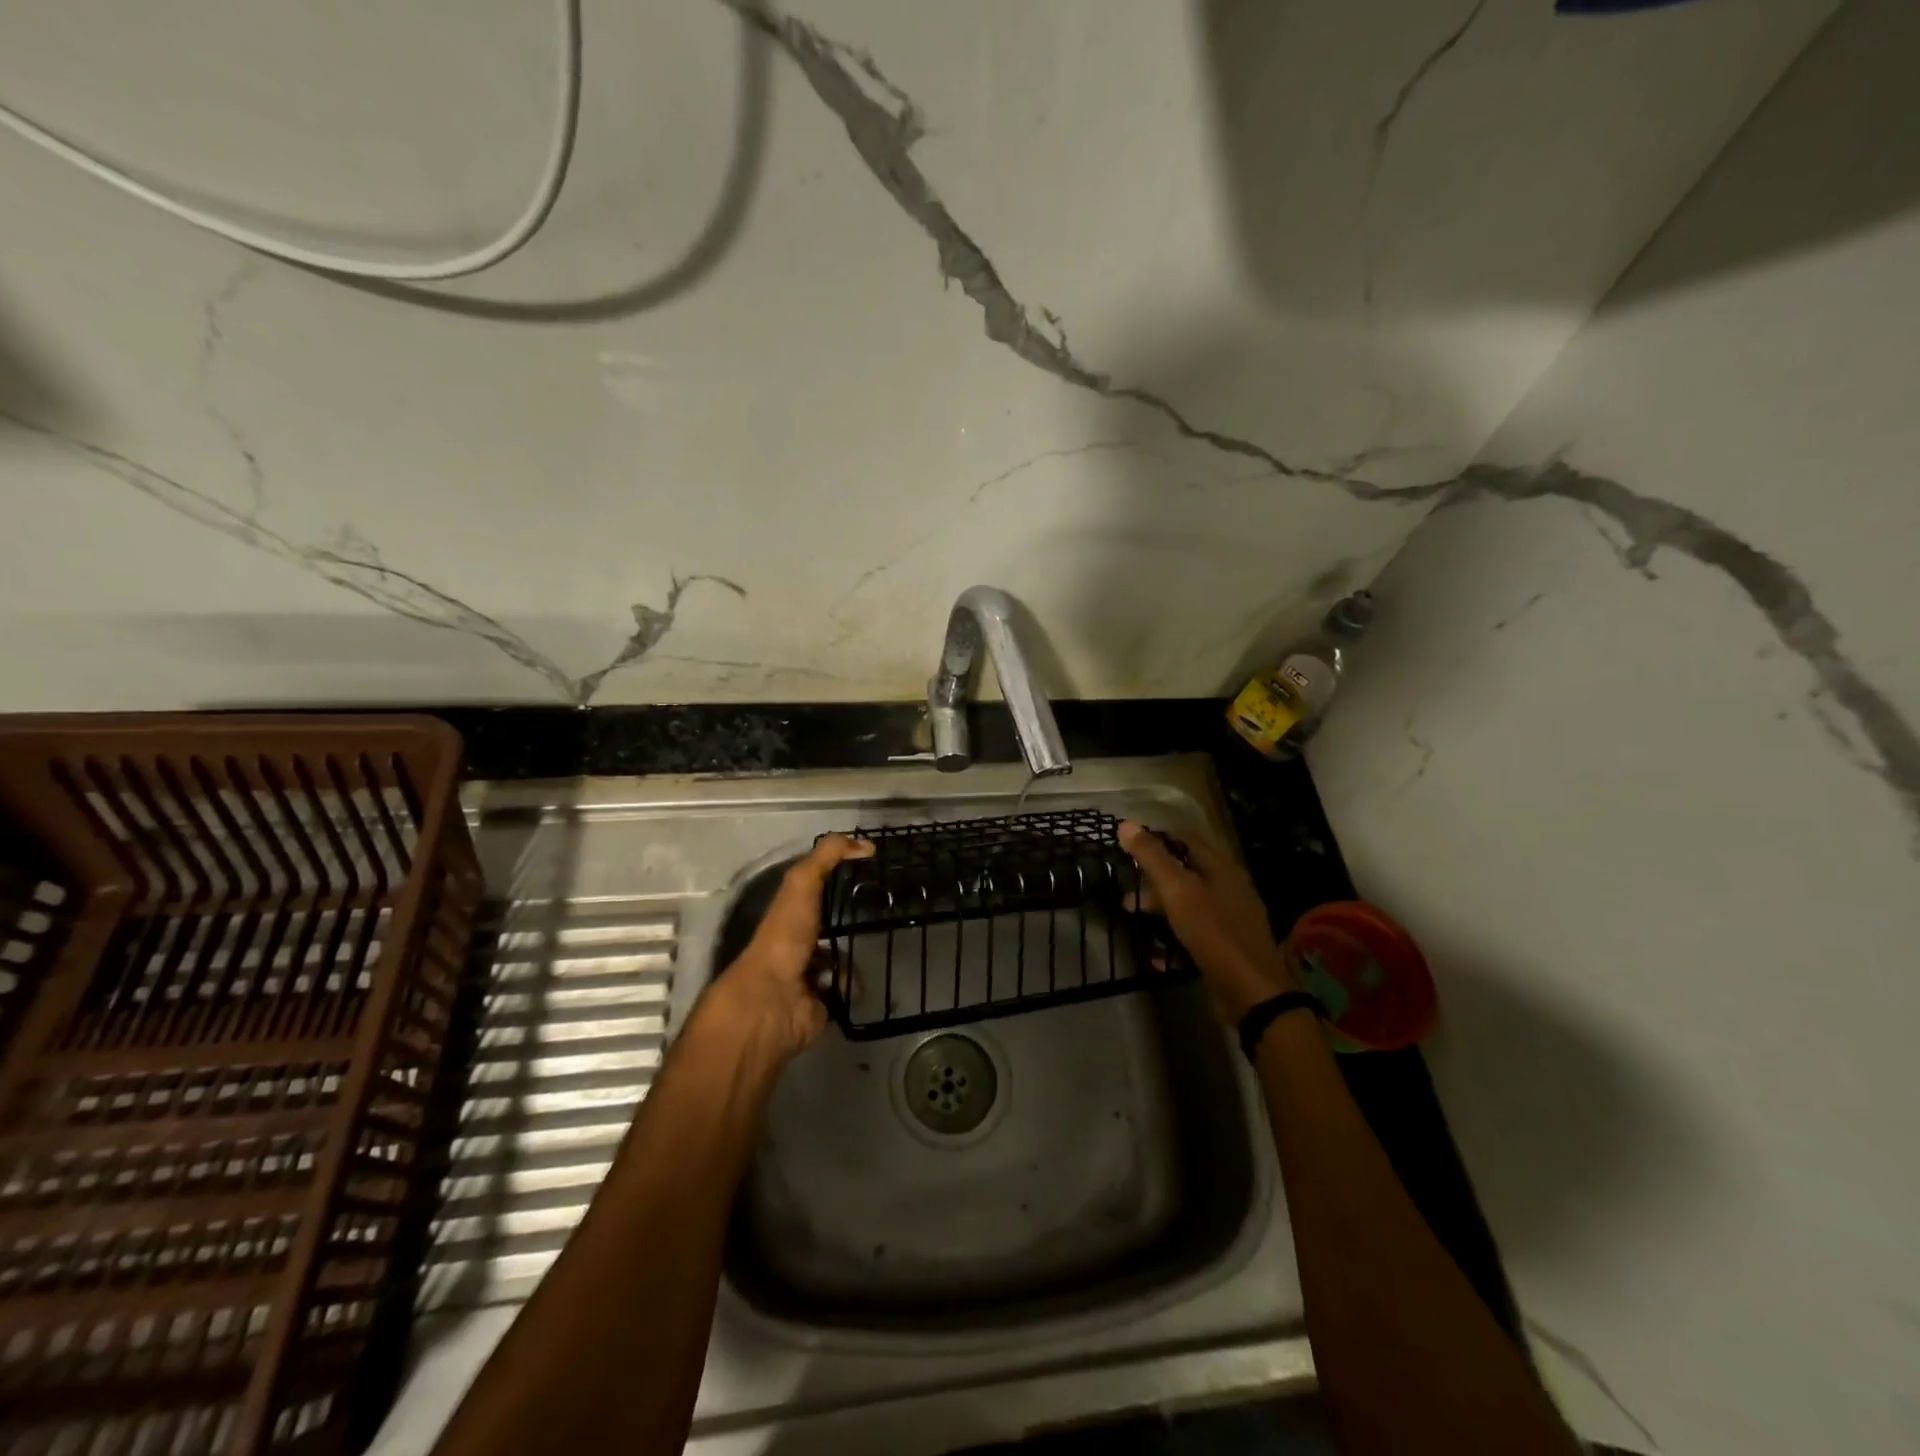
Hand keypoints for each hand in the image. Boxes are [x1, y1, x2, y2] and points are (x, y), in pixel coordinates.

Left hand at [697, 833, 874, 1059]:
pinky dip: (851, 985)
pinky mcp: (824, 1001)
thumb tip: (866, 845)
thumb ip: (828, 856)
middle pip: (834, 924)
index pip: (818, 888)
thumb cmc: (785, 935)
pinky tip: (846, 983)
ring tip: (860, 953)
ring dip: (852, 959)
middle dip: (854, 920)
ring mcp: (811, 973)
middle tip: (881, 913)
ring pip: (845, 958)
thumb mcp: (803, 882)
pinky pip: (849, 988)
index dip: (840, 878)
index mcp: (791, 912)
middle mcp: (800, 940)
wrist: (774, 999)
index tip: (870, 872)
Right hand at [1119, 820, 1294, 1025]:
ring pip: (1188, 903)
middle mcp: (1229, 888)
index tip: (1128, 845)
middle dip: (1153, 878)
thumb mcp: (1177, 890)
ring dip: (1159, 908)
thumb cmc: (1213, 931)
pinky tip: (1154, 954)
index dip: (1157, 838)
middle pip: (1186, 872)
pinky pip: (1194, 933)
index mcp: (1222, 867)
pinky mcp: (1227, 947)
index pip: (1186, 838)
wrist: (1251, 991)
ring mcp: (1230, 919)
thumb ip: (1152, 857)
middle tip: (1126, 886)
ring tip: (1131, 916)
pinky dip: (1173, 937)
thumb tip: (1126, 823)